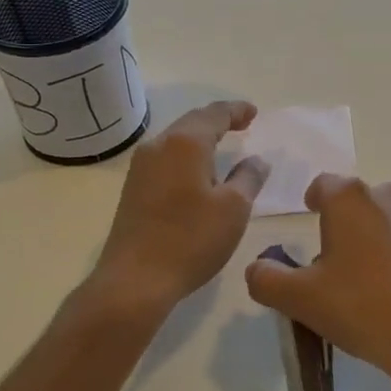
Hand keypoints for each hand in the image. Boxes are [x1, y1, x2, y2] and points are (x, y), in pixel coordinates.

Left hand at [92, 101, 269, 313]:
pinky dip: (187, 155)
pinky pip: (166, 158)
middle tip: (242, 123)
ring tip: (223, 144)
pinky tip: (197, 171)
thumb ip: (249, 177)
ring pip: (176, 140)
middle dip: (218, 120)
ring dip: (201, 138)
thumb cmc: (191, 239)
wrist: (135, 280)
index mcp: (185, 143)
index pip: (215, 114)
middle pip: (192, 122)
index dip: (236, 110)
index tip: (254, 112)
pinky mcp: (134, 188)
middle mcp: (159, 146)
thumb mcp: (234, 208)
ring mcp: (141, 167)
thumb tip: (257, 159)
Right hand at [244, 175, 390, 390]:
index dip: (313, 202)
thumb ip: (267, 279)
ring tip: (376, 282)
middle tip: (339, 268)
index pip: (323, 185)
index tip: (312, 221)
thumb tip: (258, 267)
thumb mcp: (301, 300)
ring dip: (381, 238)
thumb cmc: (364, 309)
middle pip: (359, 203)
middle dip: (347, 226)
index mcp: (351, 198)